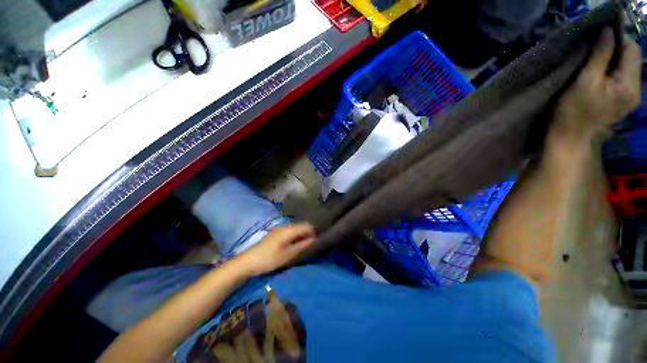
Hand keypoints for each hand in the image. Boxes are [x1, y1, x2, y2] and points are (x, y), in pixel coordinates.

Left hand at [236, 223, 315, 275]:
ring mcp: (278, 229)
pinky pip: (289, 232)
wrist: (248, 261)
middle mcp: (285, 226)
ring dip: (300, 236)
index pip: (306, 225)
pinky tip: (292, 246)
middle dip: (307, 233)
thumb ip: (302, 245)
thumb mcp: (288, 254)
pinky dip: (293, 237)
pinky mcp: (274, 234)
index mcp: (289, 229)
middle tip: (309, 245)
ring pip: (295, 229)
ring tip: (302, 247)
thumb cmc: (269, 258)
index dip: (313, 231)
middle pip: (300, 226)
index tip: (316, 241)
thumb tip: (313, 239)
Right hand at [548, 27, 641, 151]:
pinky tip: (597, 78)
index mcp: (629, 85)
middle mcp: (636, 90)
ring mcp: (630, 97)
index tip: (597, 43)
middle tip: (592, 57)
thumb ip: (600, 55)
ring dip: (611, 62)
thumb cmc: (574, 112)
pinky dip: (610, 72)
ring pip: (625, 68)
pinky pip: (621, 78)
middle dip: (613, 52)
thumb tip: (607, 30)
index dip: (616, 41)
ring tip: (593, 68)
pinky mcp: (622, 101)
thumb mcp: (585, 81)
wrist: (569, 139)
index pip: (632, 50)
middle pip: (630, 59)